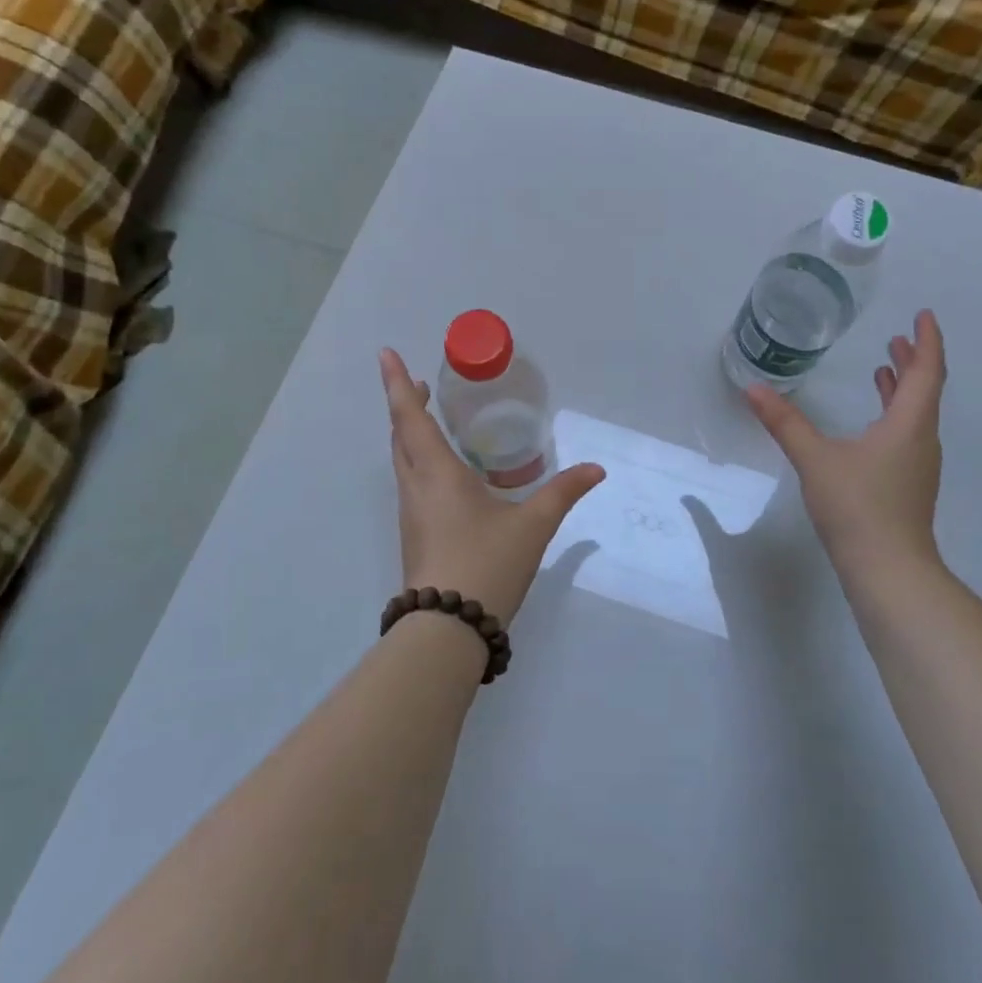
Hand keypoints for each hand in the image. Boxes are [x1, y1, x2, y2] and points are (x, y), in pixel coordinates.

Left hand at [380, 348, 604, 625]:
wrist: (447, 629)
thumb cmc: (487, 564)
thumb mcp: (533, 525)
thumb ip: (563, 493)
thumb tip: (596, 469)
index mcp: (437, 473)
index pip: (410, 416)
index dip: (397, 383)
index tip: (386, 354)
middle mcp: (416, 487)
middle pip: (400, 436)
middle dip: (406, 405)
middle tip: (421, 385)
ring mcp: (411, 514)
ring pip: (402, 461)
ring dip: (410, 433)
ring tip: (431, 420)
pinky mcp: (415, 535)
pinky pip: (411, 483)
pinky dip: (418, 460)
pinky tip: (445, 474)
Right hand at [744, 309, 946, 577]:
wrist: (888, 570)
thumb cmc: (858, 507)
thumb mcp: (815, 460)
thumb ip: (785, 423)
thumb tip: (753, 390)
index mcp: (908, 425)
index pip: (927, 372)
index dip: (927, 341)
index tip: (923, 315)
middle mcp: (920, 440)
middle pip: (925, 391)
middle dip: (914, 361)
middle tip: (898, 339)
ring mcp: (917, 466)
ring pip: (916, 415)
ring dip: (903, 389)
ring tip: (884, 369)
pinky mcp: (907, 485)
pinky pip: (907, 435)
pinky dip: (893, 415)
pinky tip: (871, 425)